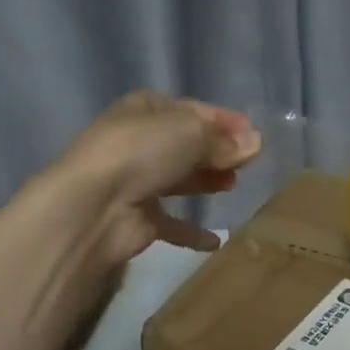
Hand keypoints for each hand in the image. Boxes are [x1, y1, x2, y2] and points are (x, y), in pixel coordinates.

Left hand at [52, 92, 262, 264]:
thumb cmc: (143, 152)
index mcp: (147, 109)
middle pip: (187, 144)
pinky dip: (192, 231)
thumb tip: (255, 143)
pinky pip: (172, 223)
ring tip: (232, 187)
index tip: (254, 136)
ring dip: (206, 182)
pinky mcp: (138, 218)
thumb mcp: (191, 133)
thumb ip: (224, 141)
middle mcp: (140, 141)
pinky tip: (216, 240)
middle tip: (246, 164)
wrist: (94, 205)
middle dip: (217, 152)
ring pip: (180, 179)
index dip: (225, 122)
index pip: (194, 110)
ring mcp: (137, 180)